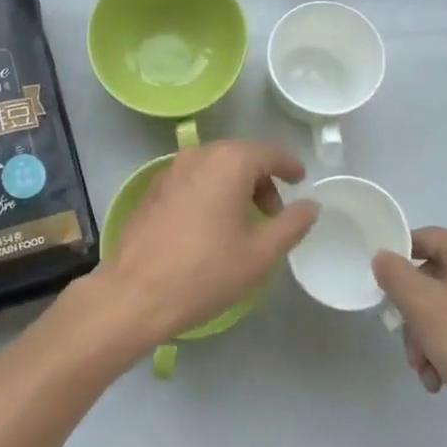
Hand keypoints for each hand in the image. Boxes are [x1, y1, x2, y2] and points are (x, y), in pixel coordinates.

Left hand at [95, 140, 318, 350]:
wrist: (135, 294)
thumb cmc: (206, 271)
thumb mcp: (260, 253)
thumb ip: (292, 224)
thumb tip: (311, 205)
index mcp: (228, 162)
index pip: (269, 152)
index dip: (289, 165)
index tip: (300, 180)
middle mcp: (198, 155)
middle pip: (240, 156)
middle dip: (261, 179)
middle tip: (274, 213)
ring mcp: (170, 170)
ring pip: (214, 167)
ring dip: (235, 186)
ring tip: (243, 223)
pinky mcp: (153, 190)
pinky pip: (192, 180)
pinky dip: (210, 192)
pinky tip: (210, 226)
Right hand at [372, 227, 446, 446]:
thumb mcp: (423, 307)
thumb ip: (395, 275)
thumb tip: (383, 257)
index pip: (424, 238)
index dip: (396, 259)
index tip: (381, 290)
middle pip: (432, 277)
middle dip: (412, 314)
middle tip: (407, 346)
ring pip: (446, 307)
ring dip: (426, 338)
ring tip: (426, 372)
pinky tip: (441, 379)